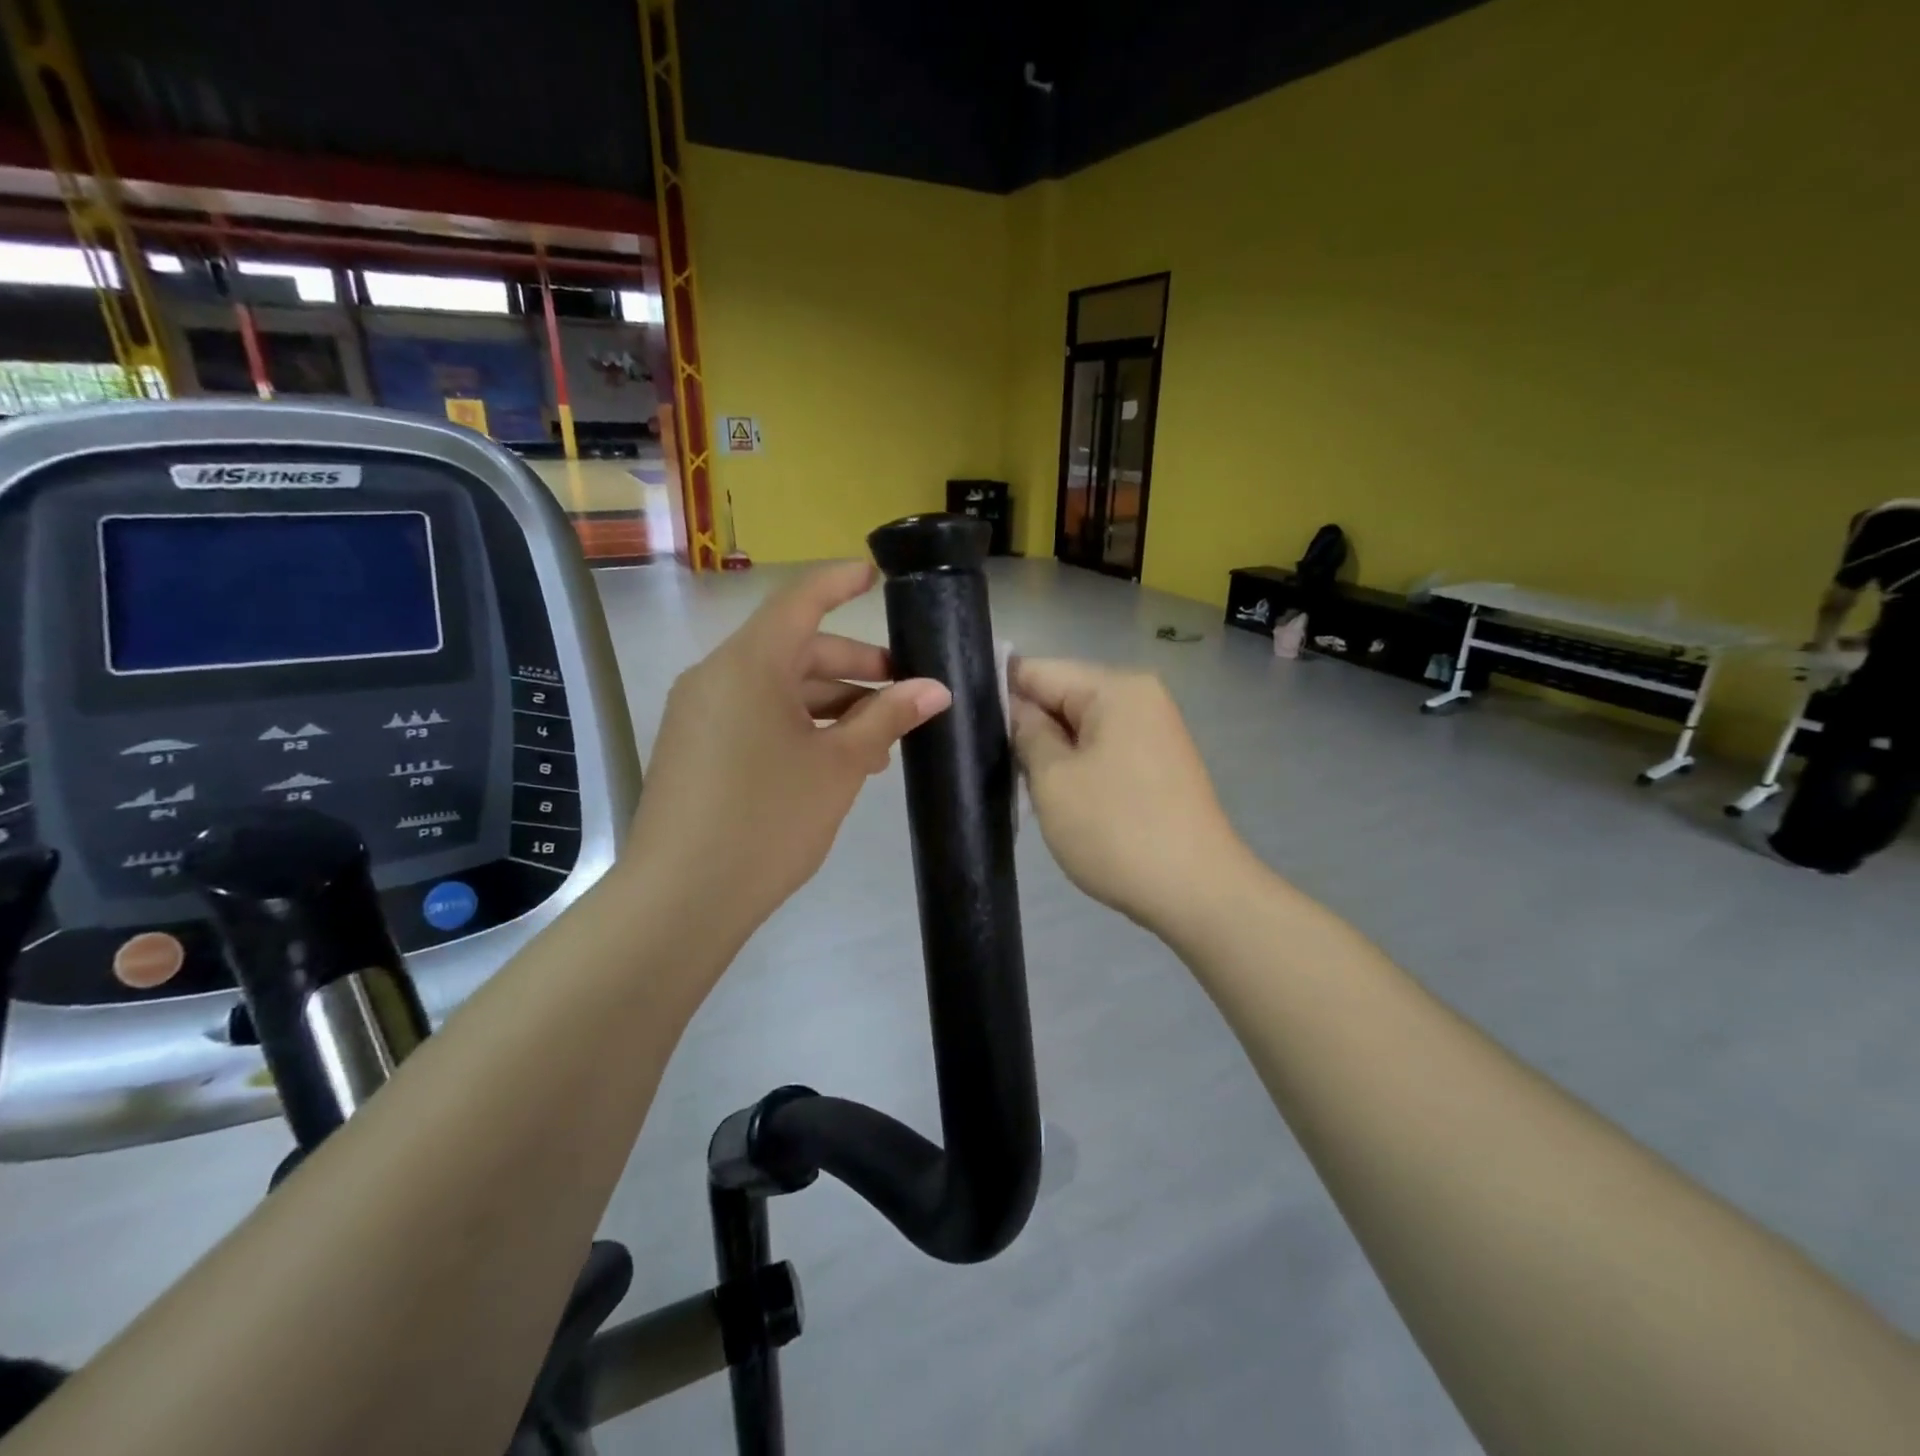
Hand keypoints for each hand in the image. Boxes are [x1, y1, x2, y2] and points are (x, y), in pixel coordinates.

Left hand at [626, 561, 950, 944]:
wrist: (681, 898)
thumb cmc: (768, 819)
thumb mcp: (839, 766)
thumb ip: (886, 718)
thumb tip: (936, 689)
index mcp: (749, 664)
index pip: (800, 601)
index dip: (840, 583)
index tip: (875, 575)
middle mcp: (717, 676)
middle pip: (794, 650)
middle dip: (854, 666)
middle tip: (905, 691)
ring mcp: (700, 714)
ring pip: (777, 688)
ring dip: (831, 704)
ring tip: (879, 739)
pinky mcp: (695, 748)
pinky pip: (755, 716)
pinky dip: (798, 725)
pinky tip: (835, 760)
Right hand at [1009, 658, 1249, 933]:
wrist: (1198, 894)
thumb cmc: (1117, 831)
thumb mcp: (1054, 780)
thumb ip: (1027, 733)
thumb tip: (1014, 707)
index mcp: (1116, 689)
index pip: (1039, 670)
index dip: (997, 692)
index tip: (962, 722)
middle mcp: (1140, 698)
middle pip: (1063, 695)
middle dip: (1025, 724)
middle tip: (984, 759)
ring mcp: (1153, 732)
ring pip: (1080, 727)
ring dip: (1050, 750)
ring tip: (1015, 779)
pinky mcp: (1157, 764)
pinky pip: (1103, 749)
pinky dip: (1076, 766)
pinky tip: (1055, 795)